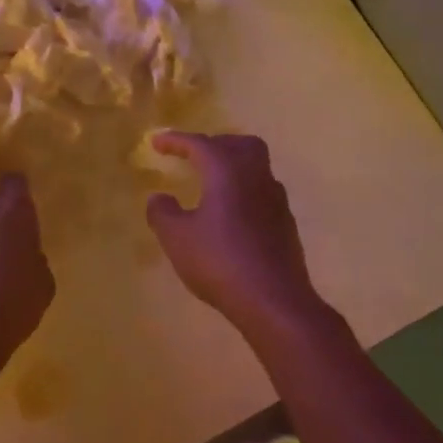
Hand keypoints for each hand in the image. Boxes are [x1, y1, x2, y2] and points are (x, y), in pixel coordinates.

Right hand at [146, 132, 322, 339]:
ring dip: (233, 167)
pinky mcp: (285, 224)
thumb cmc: (220, 261)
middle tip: (194, 156)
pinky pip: (262, 193)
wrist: (275, 301)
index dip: (176, 140)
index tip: (156, 142)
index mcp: (226, 171)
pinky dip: (244, 192)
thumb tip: (159, 198)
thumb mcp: (177, 238)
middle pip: (239, 144)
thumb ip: (163, 213)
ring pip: (256, 167)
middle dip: (215, 143)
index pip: (200, 144)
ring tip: (211, 185)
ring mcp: (275, 200)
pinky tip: (230, 215)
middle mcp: (255, 177)